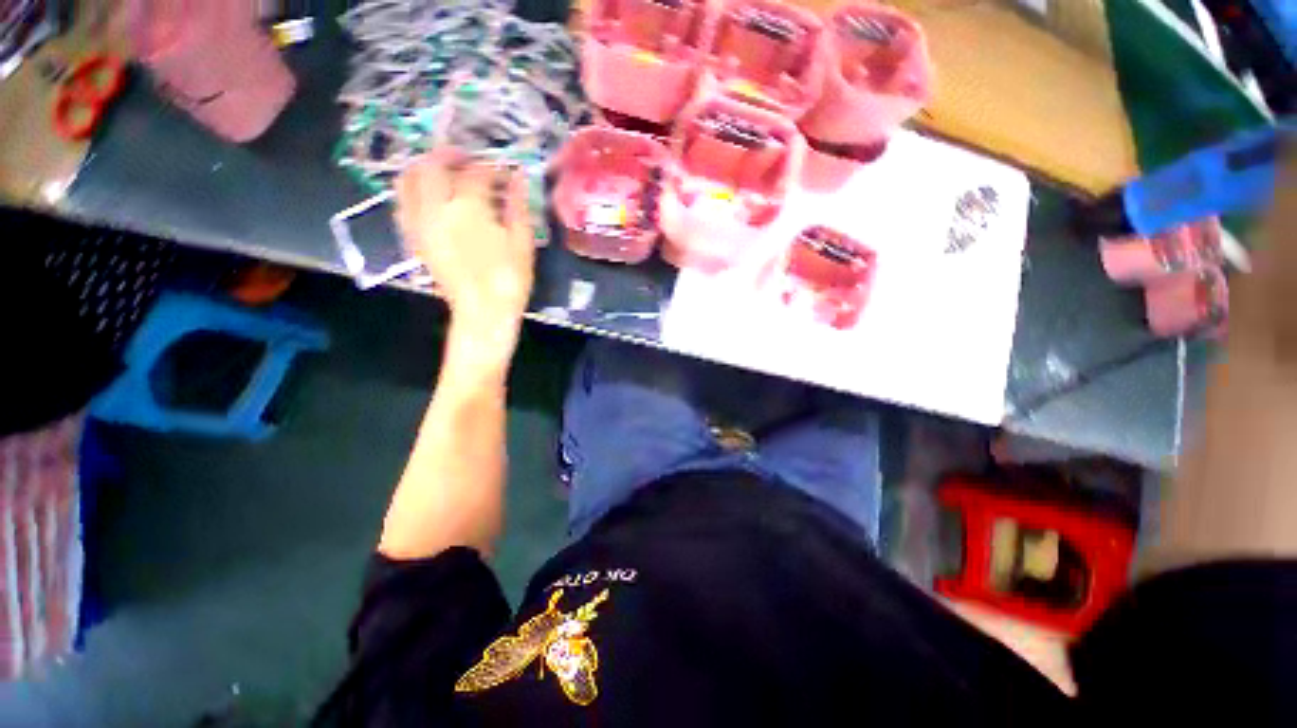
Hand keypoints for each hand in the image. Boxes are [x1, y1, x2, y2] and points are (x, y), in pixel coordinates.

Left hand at [395, 151, 534, 328]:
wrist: (483, 310)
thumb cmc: (509, 278)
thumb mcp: (522, 242)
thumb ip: (518, 205)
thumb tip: (518, 177)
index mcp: (469, 207)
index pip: (478, 172)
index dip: (494, 168)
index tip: (507, 172)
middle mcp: (437, 207)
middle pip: (433, 165)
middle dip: (451, 155)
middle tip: (468, 159)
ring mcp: (420, 222)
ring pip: (409, 180)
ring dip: (425, 167)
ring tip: (443, 171)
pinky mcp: (414, 237)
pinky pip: (402, 203)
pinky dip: (412, 190)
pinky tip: (428, 195)